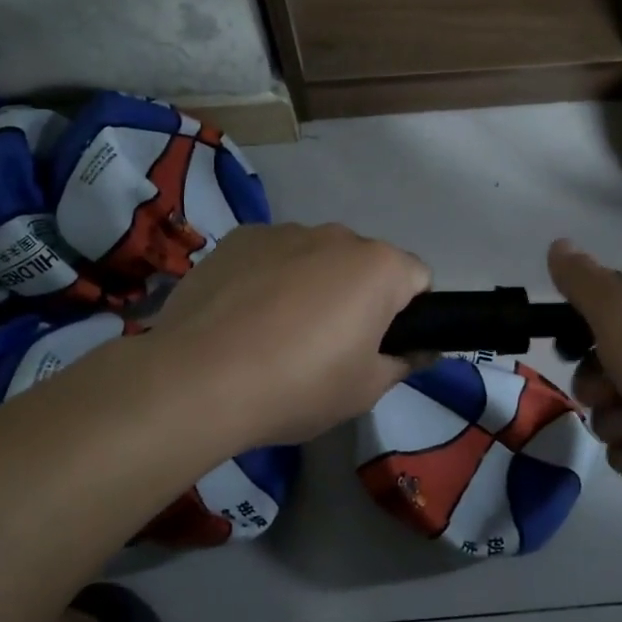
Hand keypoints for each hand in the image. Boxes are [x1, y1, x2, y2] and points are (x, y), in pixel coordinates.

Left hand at [154, 223, 431, 446]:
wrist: (199, 380)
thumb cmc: (299, 386)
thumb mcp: (365, 390)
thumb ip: (403, 363)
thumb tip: (423, 350)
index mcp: (379, 266)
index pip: (418, 279)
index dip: (408, 315)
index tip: (381, 348)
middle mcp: (337, 235)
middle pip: (364, 264)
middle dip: (357, 296)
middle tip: (330, 347)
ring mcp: (283, 231)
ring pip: (315, 257)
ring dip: (311, 284)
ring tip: (277, 334)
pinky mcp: (238, 238)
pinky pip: (271, 255)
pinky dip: (268, 277)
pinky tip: (243, 318)